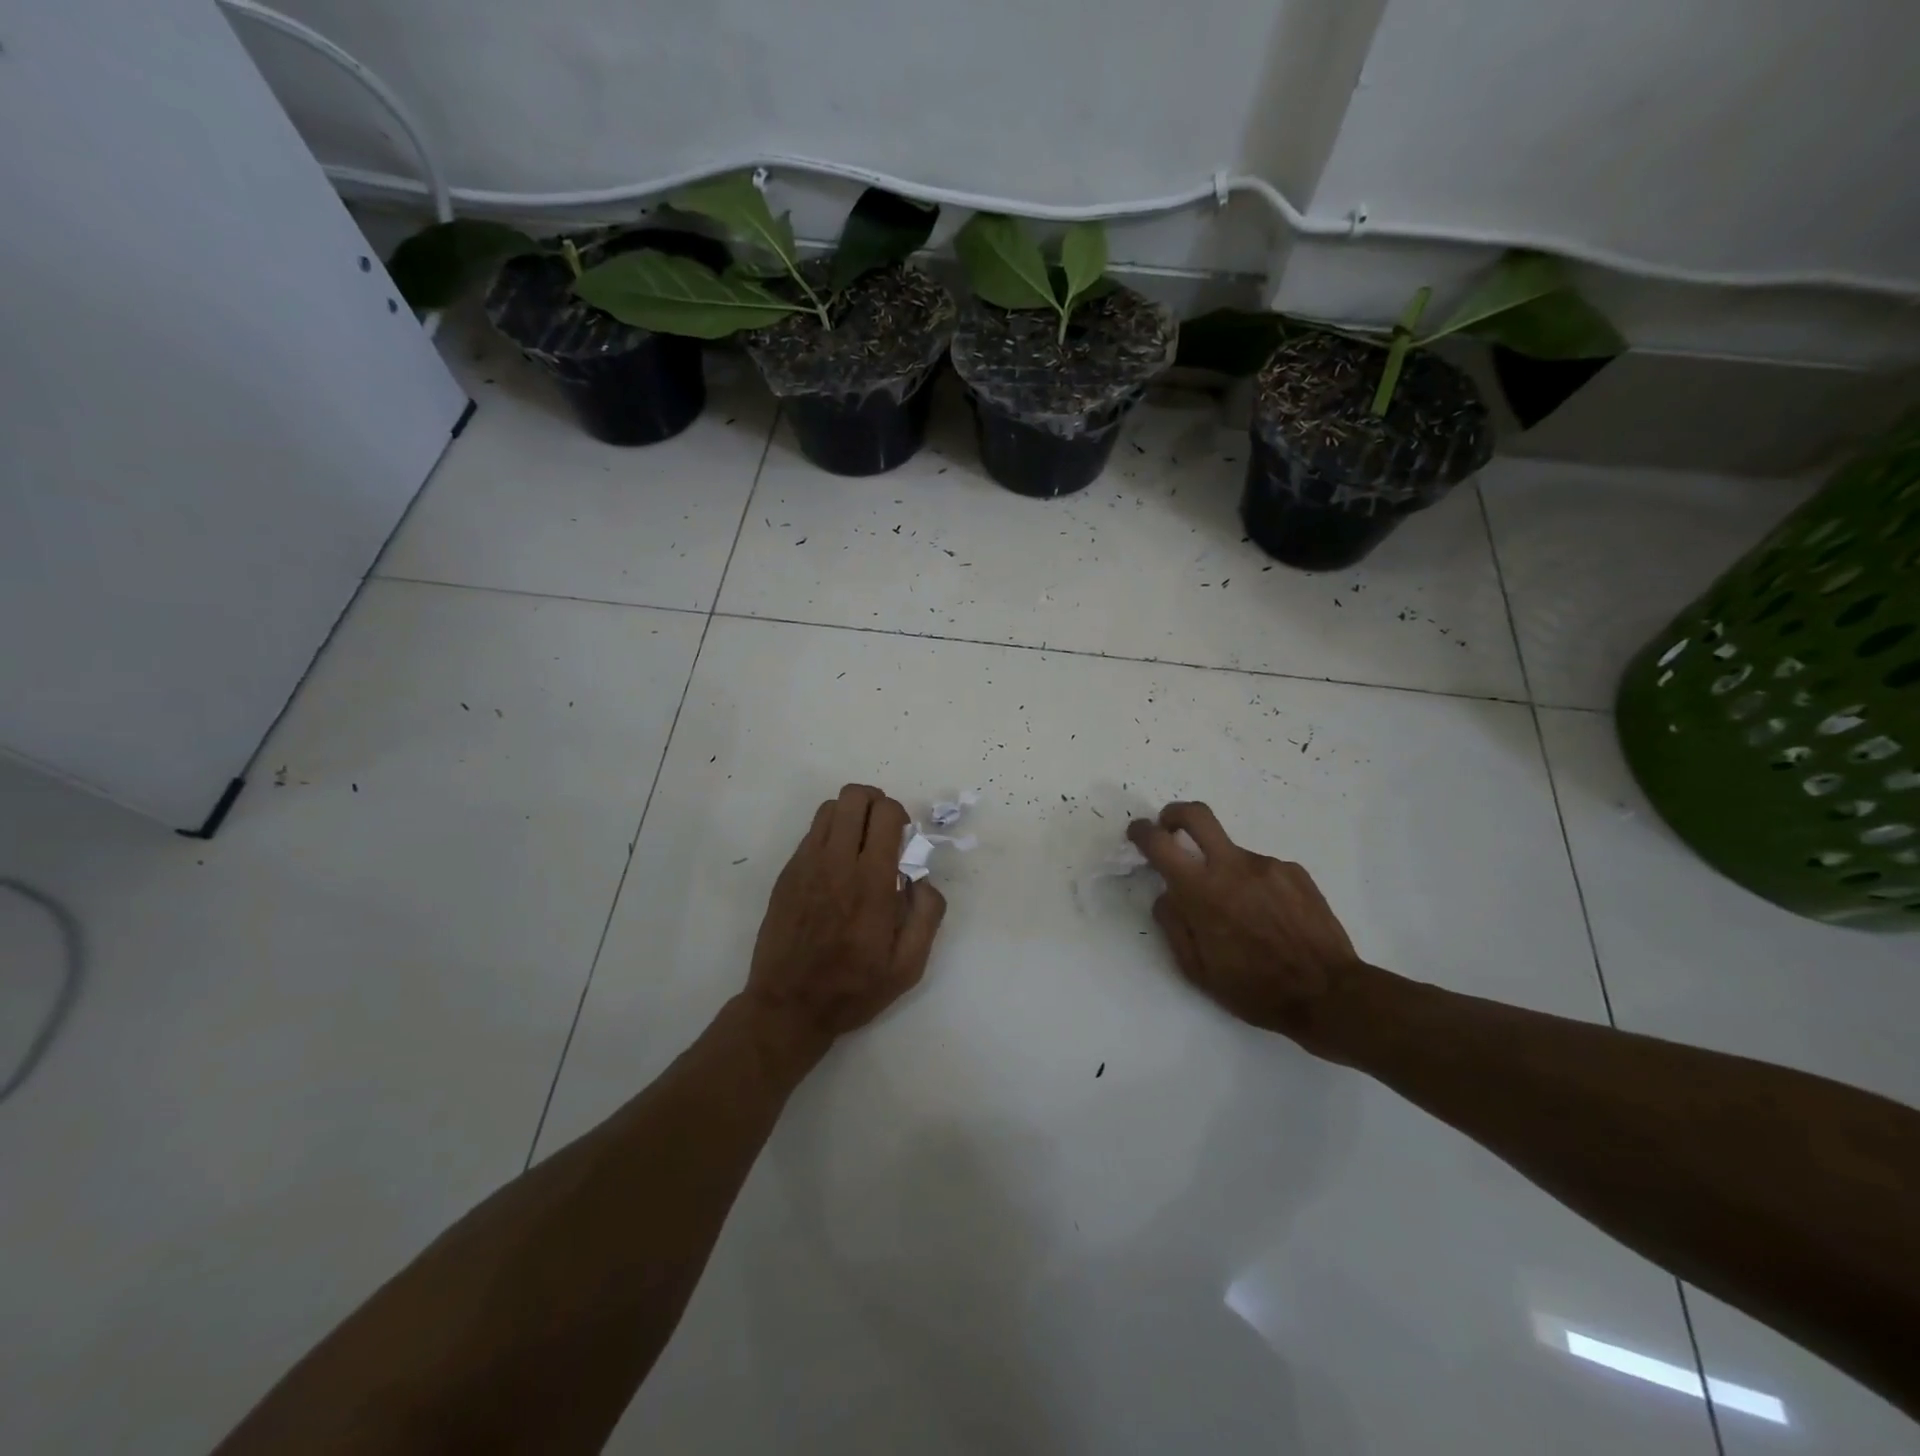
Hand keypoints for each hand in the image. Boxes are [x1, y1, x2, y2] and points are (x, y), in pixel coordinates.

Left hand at [743, 785, 945, 1063]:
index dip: (900, 815)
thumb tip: (922, 877)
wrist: (789, 1006)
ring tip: (859, 844)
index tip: (903, 841)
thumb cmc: (854, 988)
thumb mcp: (909, 966)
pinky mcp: (788, 873)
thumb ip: (927, 914)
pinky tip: (835, 866)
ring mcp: (806, 865)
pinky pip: (811, 832)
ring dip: (851, 815)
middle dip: (876, 803)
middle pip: (854, 796)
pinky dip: (829, 834)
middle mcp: (836, 863)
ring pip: (829, 807)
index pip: (885, 813)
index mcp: (871, 881)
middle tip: (883, 833)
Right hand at [1128, 802, 1363, 1051]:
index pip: (1160, 843)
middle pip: (1197, 814)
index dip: (1142, 831)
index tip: (1138, 832)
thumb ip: (1173, 925)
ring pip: (1232, 854)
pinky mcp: (1295, 872)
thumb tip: (1167, 895)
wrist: (1330, 995)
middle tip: (1170, 830)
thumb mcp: (1197, 970)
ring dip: (1224, 872)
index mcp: (1202, 892)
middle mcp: (1234, 866)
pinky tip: (1269, 918)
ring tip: (1242, 915)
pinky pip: (1262, 870)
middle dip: (1175, 814)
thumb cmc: (1255, 990)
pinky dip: (1255, 886)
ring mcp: (1269, 865)